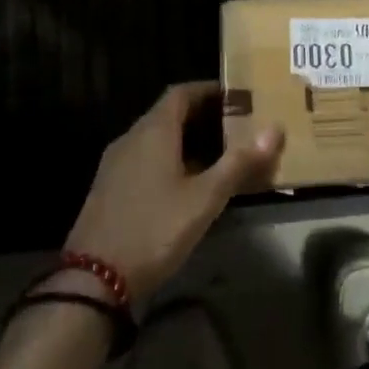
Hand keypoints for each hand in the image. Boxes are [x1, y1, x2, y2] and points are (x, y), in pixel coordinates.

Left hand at [66, 82, 282, 302]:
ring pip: (155, 138)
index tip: (237, 97)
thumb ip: (239, 163)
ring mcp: (116, 163)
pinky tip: (186, 185)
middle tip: (236, 127)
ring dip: (185, 139)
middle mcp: (131, 138)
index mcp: (153, 131)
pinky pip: (144, 159)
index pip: (181, 92)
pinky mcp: (109, 188)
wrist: (93, 278)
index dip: (209, 90)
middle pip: (168, 113)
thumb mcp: (204, 199)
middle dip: (202, 116)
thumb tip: (275, 128)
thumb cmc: (154, 229)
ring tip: (218, 155)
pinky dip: (168, 159)